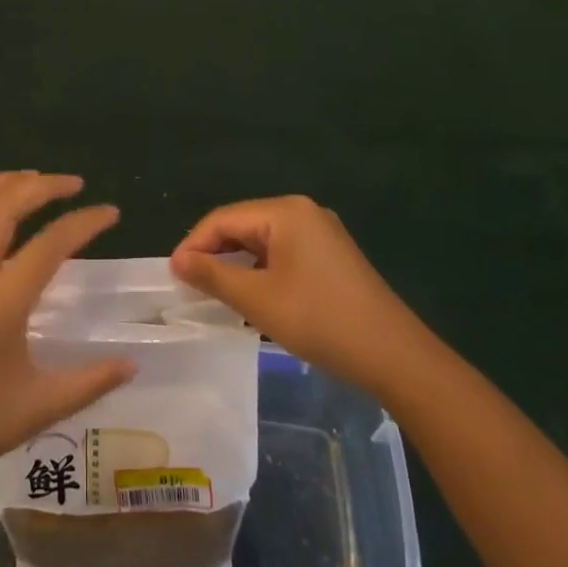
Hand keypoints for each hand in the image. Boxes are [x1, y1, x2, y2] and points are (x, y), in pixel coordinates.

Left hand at [0, 172, 134, 499]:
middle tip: (73, 184)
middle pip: (4, 205)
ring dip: (0, 184)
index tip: (110, 212)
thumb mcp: (38, 408)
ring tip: (29, 180)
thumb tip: (132, 364)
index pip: (50, 244)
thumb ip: (90, 381)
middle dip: (42, 185)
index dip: (84, 222)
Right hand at [171, 196, 423, 392]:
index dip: (194, 244)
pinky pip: (283, 253)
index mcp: (285, 211)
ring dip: (237, 265)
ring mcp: (321, 233)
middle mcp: (303, 212)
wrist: (394, 355)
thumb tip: (178, 260)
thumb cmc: (319, 320)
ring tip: (214, 293)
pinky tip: (252, 296)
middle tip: (189, 286)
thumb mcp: (257, 300)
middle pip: (243, 225)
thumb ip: (213, 275)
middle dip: (214, 253)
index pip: (223, 218)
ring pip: (262, 241)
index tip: (173, 275)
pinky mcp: (331, 256)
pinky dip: (261, 271)